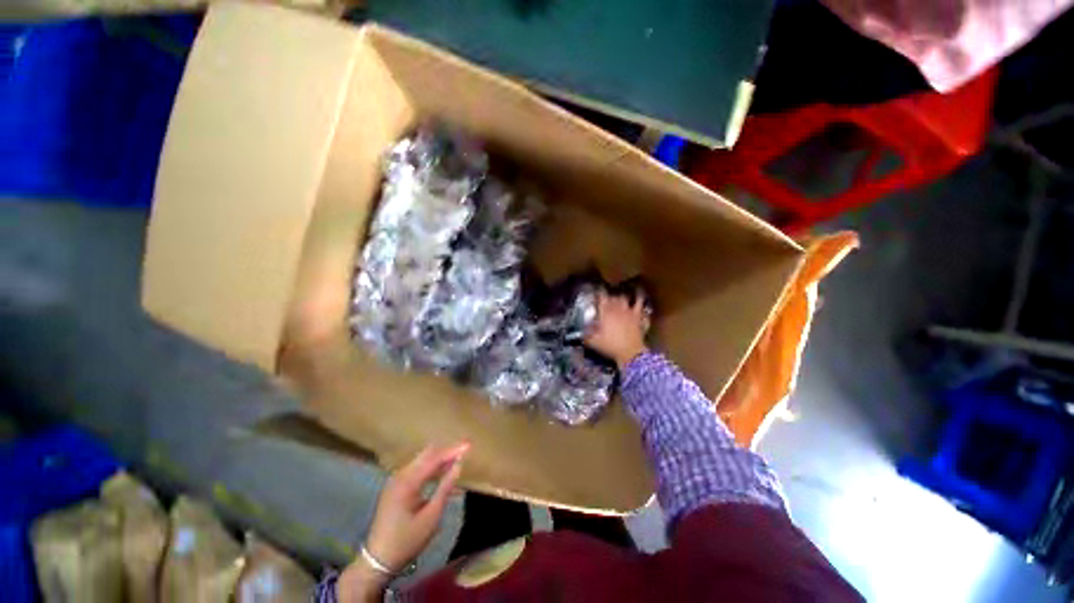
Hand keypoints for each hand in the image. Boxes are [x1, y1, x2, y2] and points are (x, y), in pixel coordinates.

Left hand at [338, 443, 468, 601]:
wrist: (377, 561)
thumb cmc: (407, 541)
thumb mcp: (431, 517)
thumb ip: (445, 488)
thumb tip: (459, 465)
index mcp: (407, 482)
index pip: (434, 458)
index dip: (452, 450)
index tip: (469, 445)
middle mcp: (400, 476)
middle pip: (427, 455)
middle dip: (446, 451)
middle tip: (464, 450)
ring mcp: (396, 481)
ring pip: (422, 461)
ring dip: (439, 459)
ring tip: (457, 459)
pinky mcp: (395, 488)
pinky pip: (417, 470)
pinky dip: (431, 469)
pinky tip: (443, 473)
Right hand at [585, 289, 649, 369]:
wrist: (630, 352)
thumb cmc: (610, 346)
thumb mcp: (593, 342)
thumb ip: (585, 335)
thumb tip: (580, 331)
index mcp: (605, 312)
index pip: (601, 297)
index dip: (598, 293)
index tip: (595, 292)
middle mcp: (616, 308)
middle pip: (611, 297)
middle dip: (608, 297)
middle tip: (605, 300)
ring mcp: (628, 311)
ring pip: (623, 298)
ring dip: (619, 297)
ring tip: (617, 298)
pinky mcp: (637, 315)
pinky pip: (639, 303)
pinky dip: (638, 297)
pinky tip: (639, 294)